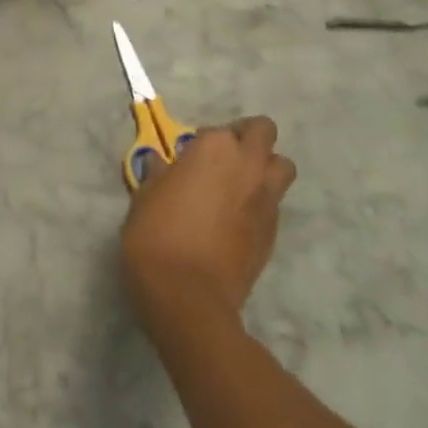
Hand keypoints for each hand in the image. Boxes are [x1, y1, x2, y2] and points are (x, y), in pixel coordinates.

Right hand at [121, 117, 296, 335]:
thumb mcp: (145, 195)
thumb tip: (161, 164)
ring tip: (239, 186)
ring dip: (266, 168)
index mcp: (215, 147)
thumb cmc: (158, 234)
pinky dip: (261, 204)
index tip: (188, 160)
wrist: (188, 297)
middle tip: (223, 158)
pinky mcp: (273, 233)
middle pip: (264, 131)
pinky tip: (237, 222)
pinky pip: (275, 204)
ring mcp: (266, 198)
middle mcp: (248, 164)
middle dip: (249, 137)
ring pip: (282, 166)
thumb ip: (159, 173)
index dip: (203, 142)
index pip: (217, 129)